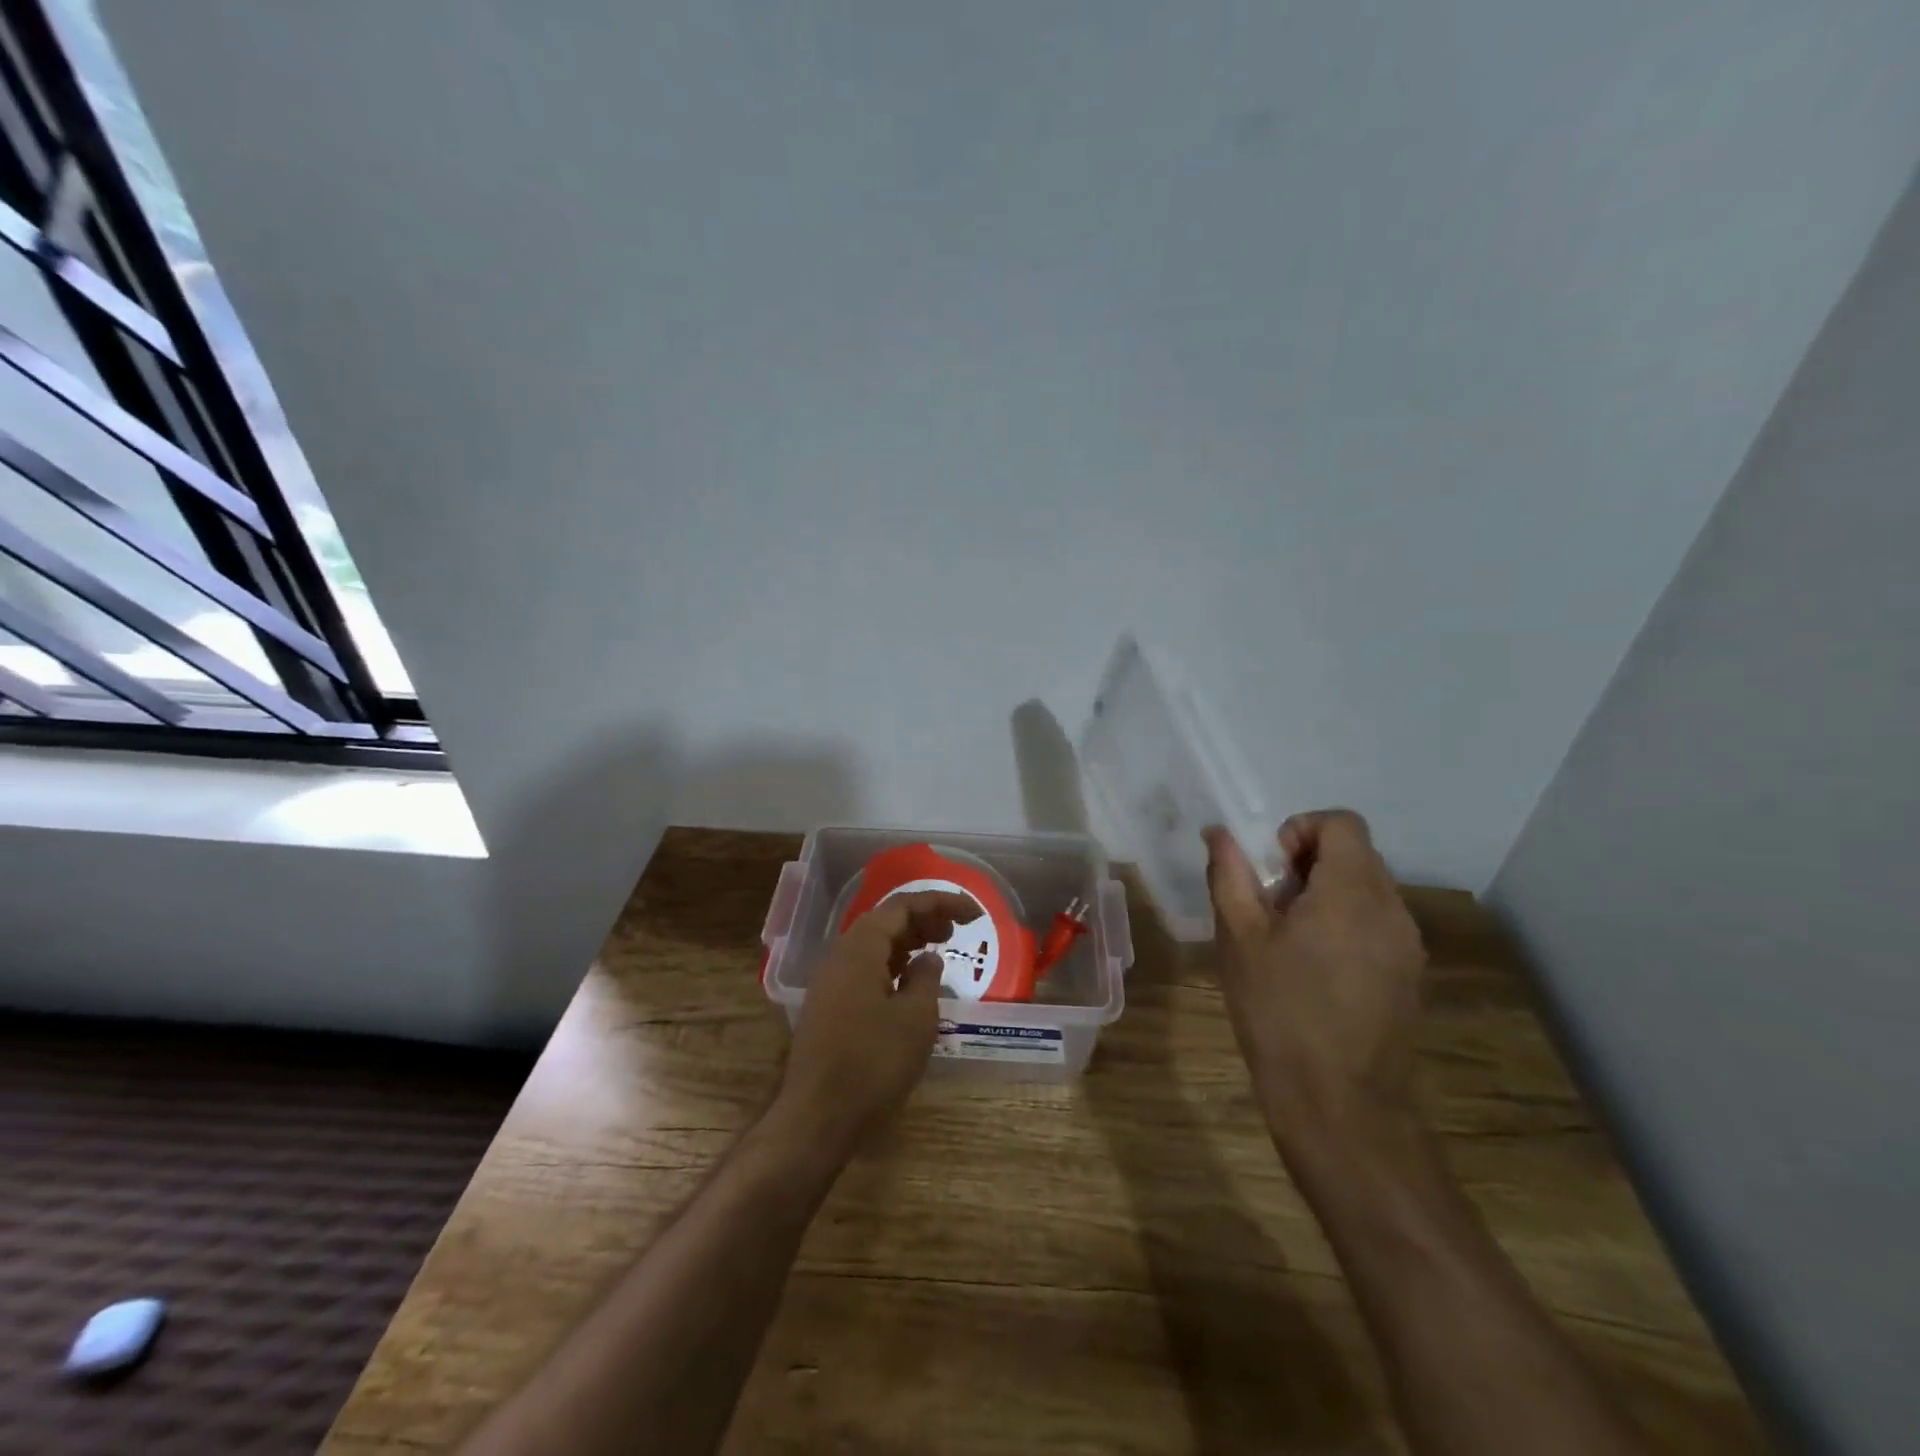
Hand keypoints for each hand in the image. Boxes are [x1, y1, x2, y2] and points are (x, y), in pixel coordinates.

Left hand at [774, 890, 978, 1156]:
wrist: (816, 1117)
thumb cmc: (872, 1063)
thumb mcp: (915, 1019)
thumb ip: (926, 979)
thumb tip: (929, 958)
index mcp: (860, 948)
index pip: (903, 906)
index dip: (941, 903)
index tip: (974, 914)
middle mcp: (840, 956)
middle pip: (885, 921)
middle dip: (924, 919)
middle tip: (956, 932)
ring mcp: (830, 982)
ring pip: (874, 946)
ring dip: (908, 942)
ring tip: (938, 952)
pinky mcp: (829, 1007)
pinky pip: (865, 969)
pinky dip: (892, 965)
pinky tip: (909, 984)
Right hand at [1205, 810, 1426, 1158]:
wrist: (1340, 1106)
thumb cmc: (1280, 1013)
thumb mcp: (1239, 938)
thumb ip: (1230, 875)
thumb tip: (1220, 833)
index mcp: (1352, 892)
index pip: (1341, 823)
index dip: (1300, 830)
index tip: (1270, 868)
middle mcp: (1392, 909)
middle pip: (1355, 854)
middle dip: (1308, 864)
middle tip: (1270, 906)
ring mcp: (1408, 945)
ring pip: (1367, 890)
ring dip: (1326, 895)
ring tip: (1289, 942)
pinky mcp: (1410, 976)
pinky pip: (1377, 925)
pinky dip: (1345, 925)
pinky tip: (1315, 971)